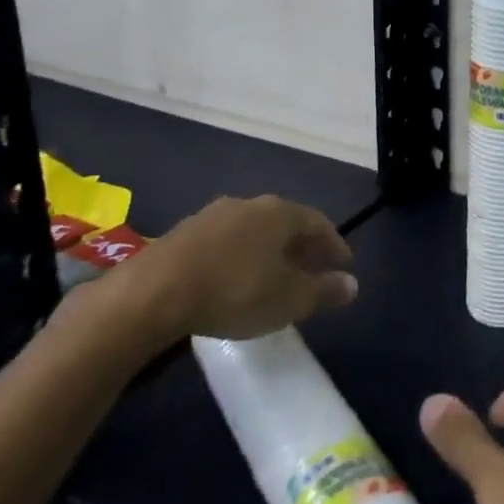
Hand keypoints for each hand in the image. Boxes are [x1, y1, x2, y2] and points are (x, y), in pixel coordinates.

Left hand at [101, 195, 356, 350]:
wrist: (151, 294)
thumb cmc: (234, 292)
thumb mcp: (289, 300)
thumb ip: (324, 291)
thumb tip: (352, 285)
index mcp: (281, 213)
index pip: (319, 222)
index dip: (334, 245)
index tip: (343, 266)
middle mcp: (250, 204)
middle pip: (286, 222)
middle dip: (301, 246)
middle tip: (311, 271)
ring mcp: (212, 215)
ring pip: (253, 230)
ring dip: (267, 250)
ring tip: (271, 277)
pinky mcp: (182, 233)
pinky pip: (224, 241)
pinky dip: (238, 256)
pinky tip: (232, 279)